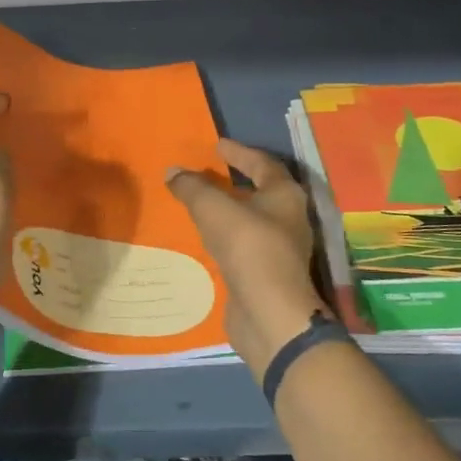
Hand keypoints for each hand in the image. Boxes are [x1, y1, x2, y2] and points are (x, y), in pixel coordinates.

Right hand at [167, 140, 327, 375]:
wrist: (269, 314)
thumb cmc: (249, 249)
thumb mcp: (214, 210)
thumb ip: (192, 188)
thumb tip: (172, 171)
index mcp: (285, 195)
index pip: (263, 163)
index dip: (239, 152)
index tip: (216, 145)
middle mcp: (288, 218)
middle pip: (261, 190)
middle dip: (236, 180)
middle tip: (209, 170)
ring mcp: (280, 248)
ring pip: (251, 219)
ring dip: (229, 209)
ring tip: (201, 202)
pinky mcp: (266, 273)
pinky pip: (243, 244)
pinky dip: (225, 234)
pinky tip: (206, 236)